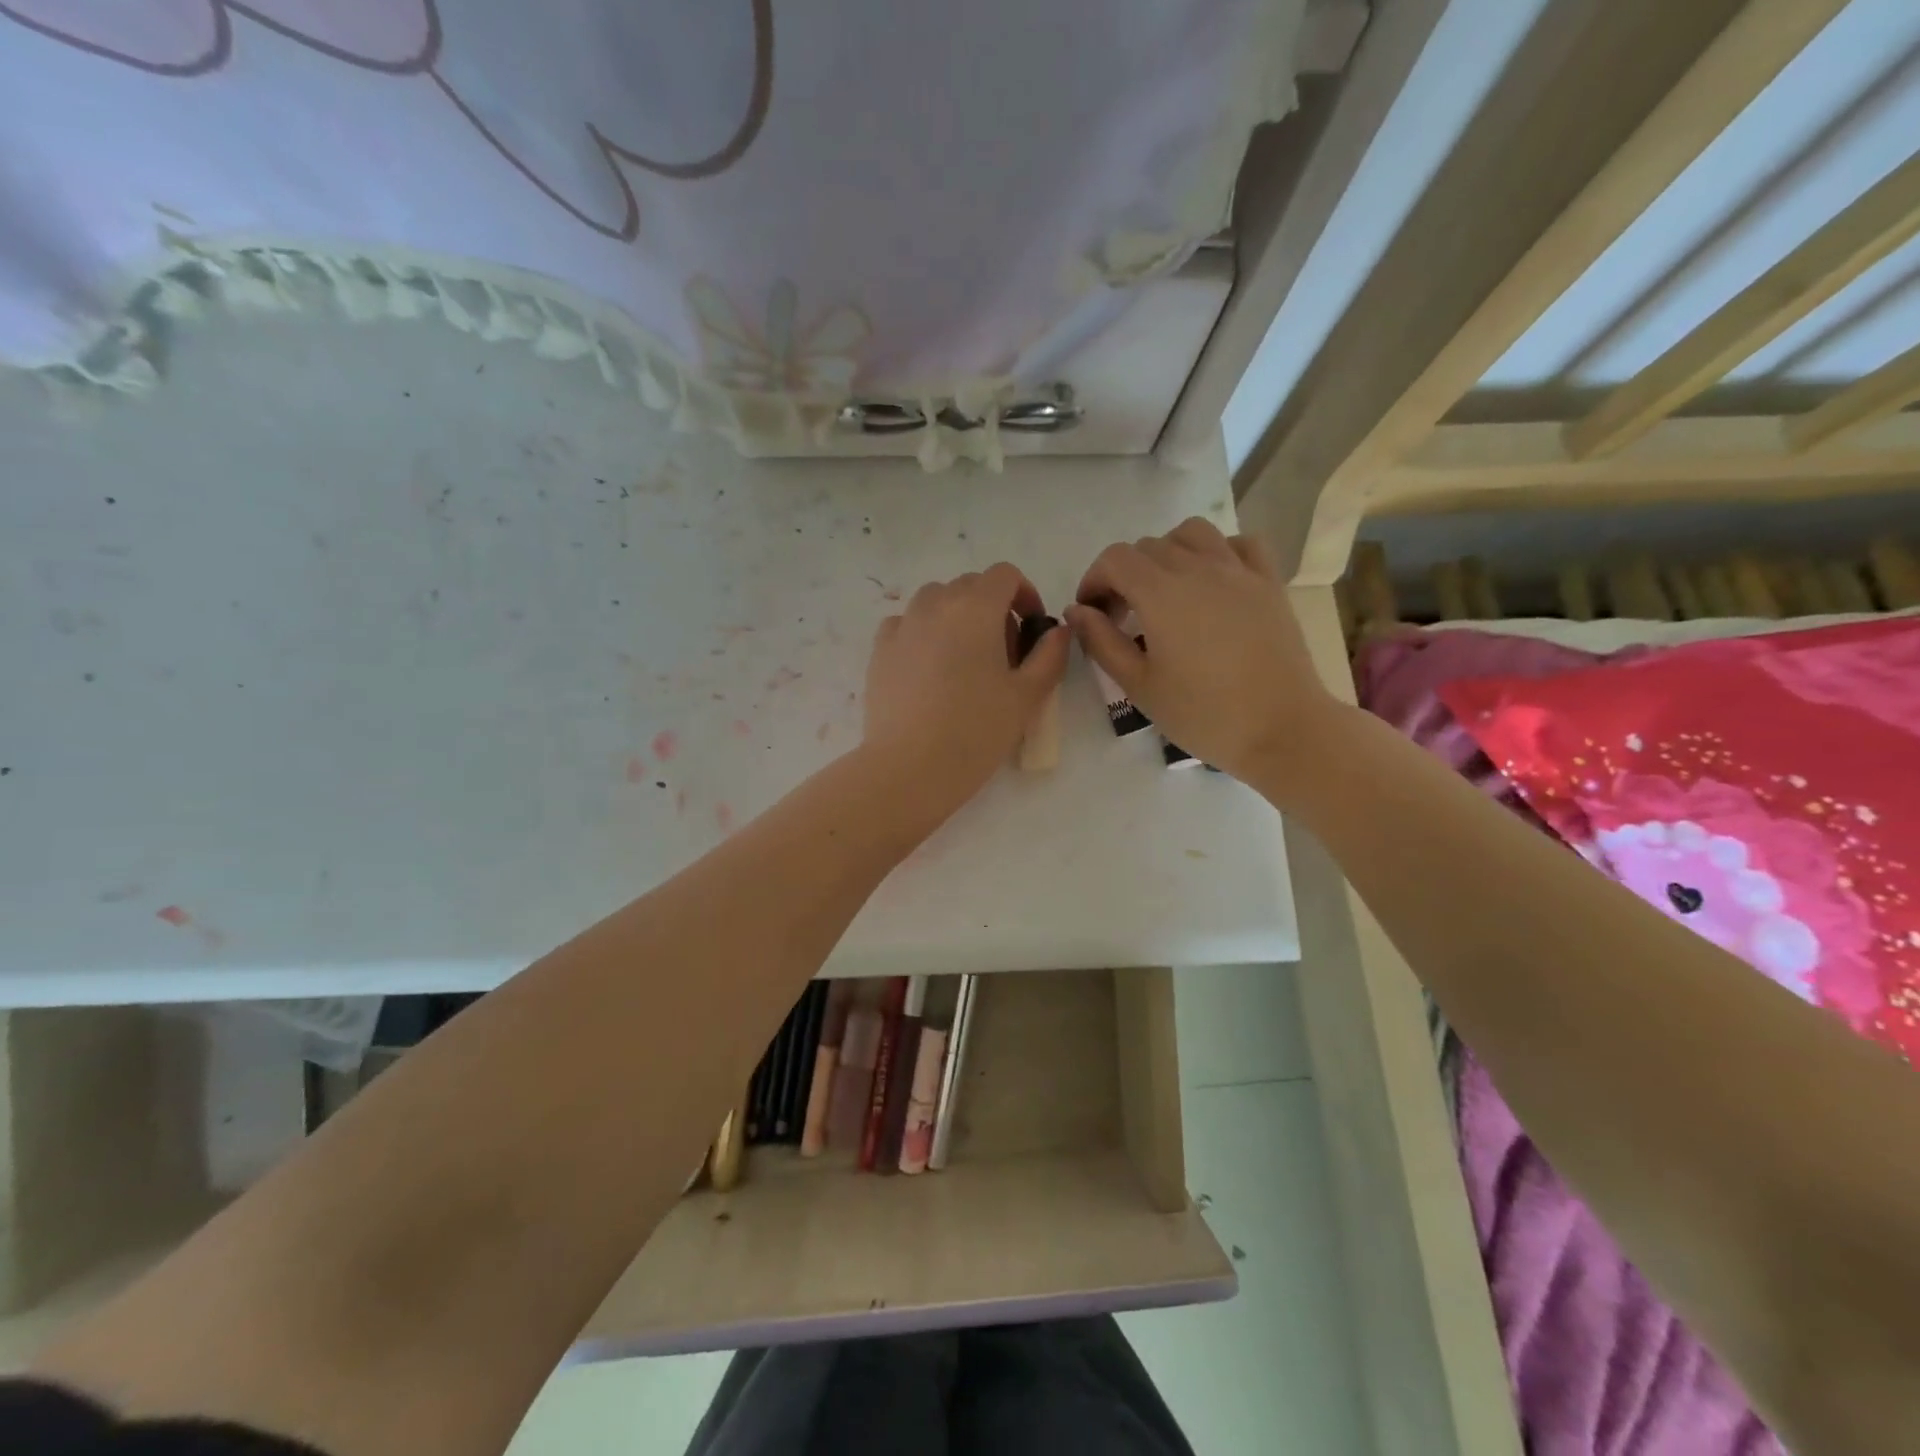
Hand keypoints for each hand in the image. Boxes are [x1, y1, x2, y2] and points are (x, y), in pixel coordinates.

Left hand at [863, 563, 1069, 815]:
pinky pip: (906, 624)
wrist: (910, 767)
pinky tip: (929, 669)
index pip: (1004, 575)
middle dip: (992, 608)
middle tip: (1003, 653)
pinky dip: (923, 633)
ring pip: (934, 601)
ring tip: (964, 660)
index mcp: (975, 608)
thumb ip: (1050, 655)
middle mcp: (935, 605)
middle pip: (969, 586)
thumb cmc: (976, 731)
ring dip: (956, 616)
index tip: (1031, 627)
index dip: (1024, 593)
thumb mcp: (1027, 696)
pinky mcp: (879, 650)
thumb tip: (1058, 631)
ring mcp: (902, 626)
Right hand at [1065, 517, 1347, 794]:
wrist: (1282, 729)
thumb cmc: (1203, 714)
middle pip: (1148, 546)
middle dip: (1125, 574)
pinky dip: (1218, 551)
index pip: (1114, 559)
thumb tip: (1077, 612)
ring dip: (1168, 552)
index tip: (1093, 614)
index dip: (1094, 580)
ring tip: (1166, 590)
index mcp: (1161, 593)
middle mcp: (1198, 568)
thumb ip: (1102, 642)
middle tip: (1124, 617)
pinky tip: (1213, 581)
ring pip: (1192, 533)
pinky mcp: (1269, 582)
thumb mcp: (1139, 686)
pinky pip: (1240, 543)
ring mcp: (1239, 571)